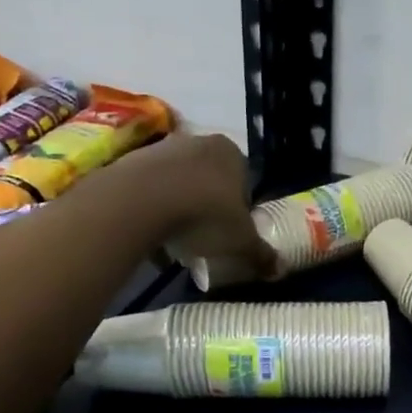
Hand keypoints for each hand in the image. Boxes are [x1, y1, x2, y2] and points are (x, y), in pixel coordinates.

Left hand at [129, 134, 278, 278]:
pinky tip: (150, 236)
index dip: (240, 210)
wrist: (140, 201)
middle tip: (205, 239)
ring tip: (175, 242)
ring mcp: (162, 148)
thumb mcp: (241, 242)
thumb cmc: (204, 215)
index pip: (244, 181)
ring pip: (178, 184)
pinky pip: (149, 191)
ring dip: (179, 209)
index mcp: (232, 153)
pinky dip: (152, 211)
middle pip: (209, 180)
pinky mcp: (132, 162)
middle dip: (208, 208)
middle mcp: (198, 142)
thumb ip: (261, 254)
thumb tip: (279, 270)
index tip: (231, 234)